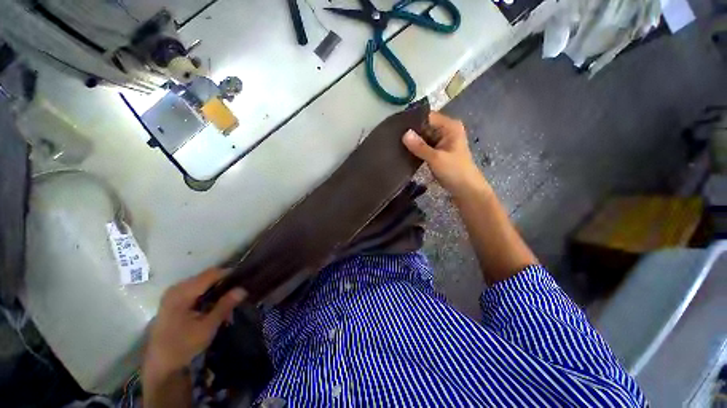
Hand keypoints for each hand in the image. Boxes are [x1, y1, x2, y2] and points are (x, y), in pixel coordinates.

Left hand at [143, 269, 245, 383]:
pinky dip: (205, 296)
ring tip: (226, 303)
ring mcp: (171, 295)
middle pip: (205, 277)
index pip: (210, 274)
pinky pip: (193, 291)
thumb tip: (243, 289)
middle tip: (235, 294)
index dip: (228, 274)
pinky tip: (213, 307)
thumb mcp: (207, 327)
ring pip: (200, 284)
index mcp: (182, 293)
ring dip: (214, 290)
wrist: (160, 367)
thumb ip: (225, 305)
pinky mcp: (171, 303)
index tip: (243, 279)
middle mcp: (175, 289)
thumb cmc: (183, 346)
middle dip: (222, 284)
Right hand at [402, 112, 488, 197]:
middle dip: (411, 132)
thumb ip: (419, 146)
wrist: (466, 189)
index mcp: (450, 126)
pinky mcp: (438, 151)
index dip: (413, 121)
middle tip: (394, 137)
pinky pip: (425, 146)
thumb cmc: (454, 171)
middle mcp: (446, 130)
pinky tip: (404, 151)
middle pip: (425, 126)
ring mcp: (442, 141)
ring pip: (424, 137)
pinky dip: (417, 149)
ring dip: (413, 141)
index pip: (428, 117)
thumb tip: (404, 134)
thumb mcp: (436, 158)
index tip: (397, 127)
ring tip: (396, 143)